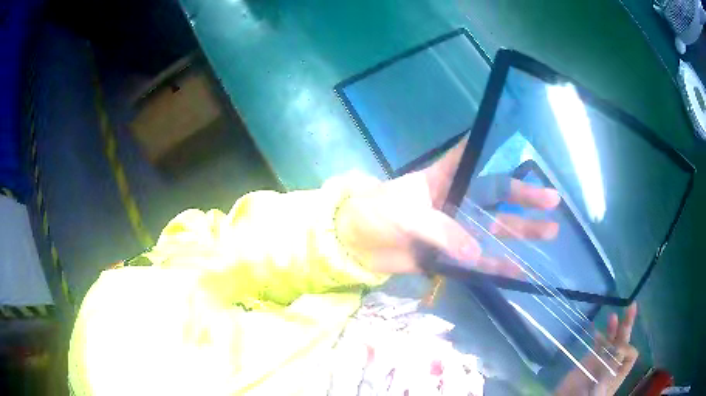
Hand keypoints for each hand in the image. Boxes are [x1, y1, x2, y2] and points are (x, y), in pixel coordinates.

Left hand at [335, 137, 560, 274]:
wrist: (353, 243)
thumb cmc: (374, 214)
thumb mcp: (406, 215)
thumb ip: (442, 231)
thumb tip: (476, 254)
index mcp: (444, 179)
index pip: (474, 158)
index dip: (496, 149)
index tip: (523, 145)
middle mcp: (456, 201)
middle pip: (496, 196)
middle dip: (524, 198)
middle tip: (552, 201)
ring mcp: (455, 229)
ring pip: (494, 229)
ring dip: (521, 232)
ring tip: (550, 232)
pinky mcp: (449, 254)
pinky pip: (477, 260)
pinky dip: (496, 266)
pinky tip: (518, 270)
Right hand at [555, 303, 638, 395]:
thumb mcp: (599, 390)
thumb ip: (610, 371)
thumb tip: (620, 349)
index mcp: (618, 373)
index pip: (631, 355)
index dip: (627, 348)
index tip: (617, 350)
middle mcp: (613, 364)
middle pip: (625, 342)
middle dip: (628, 325)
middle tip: (632, 306)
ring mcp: (602, 361)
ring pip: (612, 340)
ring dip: (614, 327)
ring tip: (614, 315)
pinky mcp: (590, 359)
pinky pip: (598, 344)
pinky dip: (599, 335)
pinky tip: (597, 330)